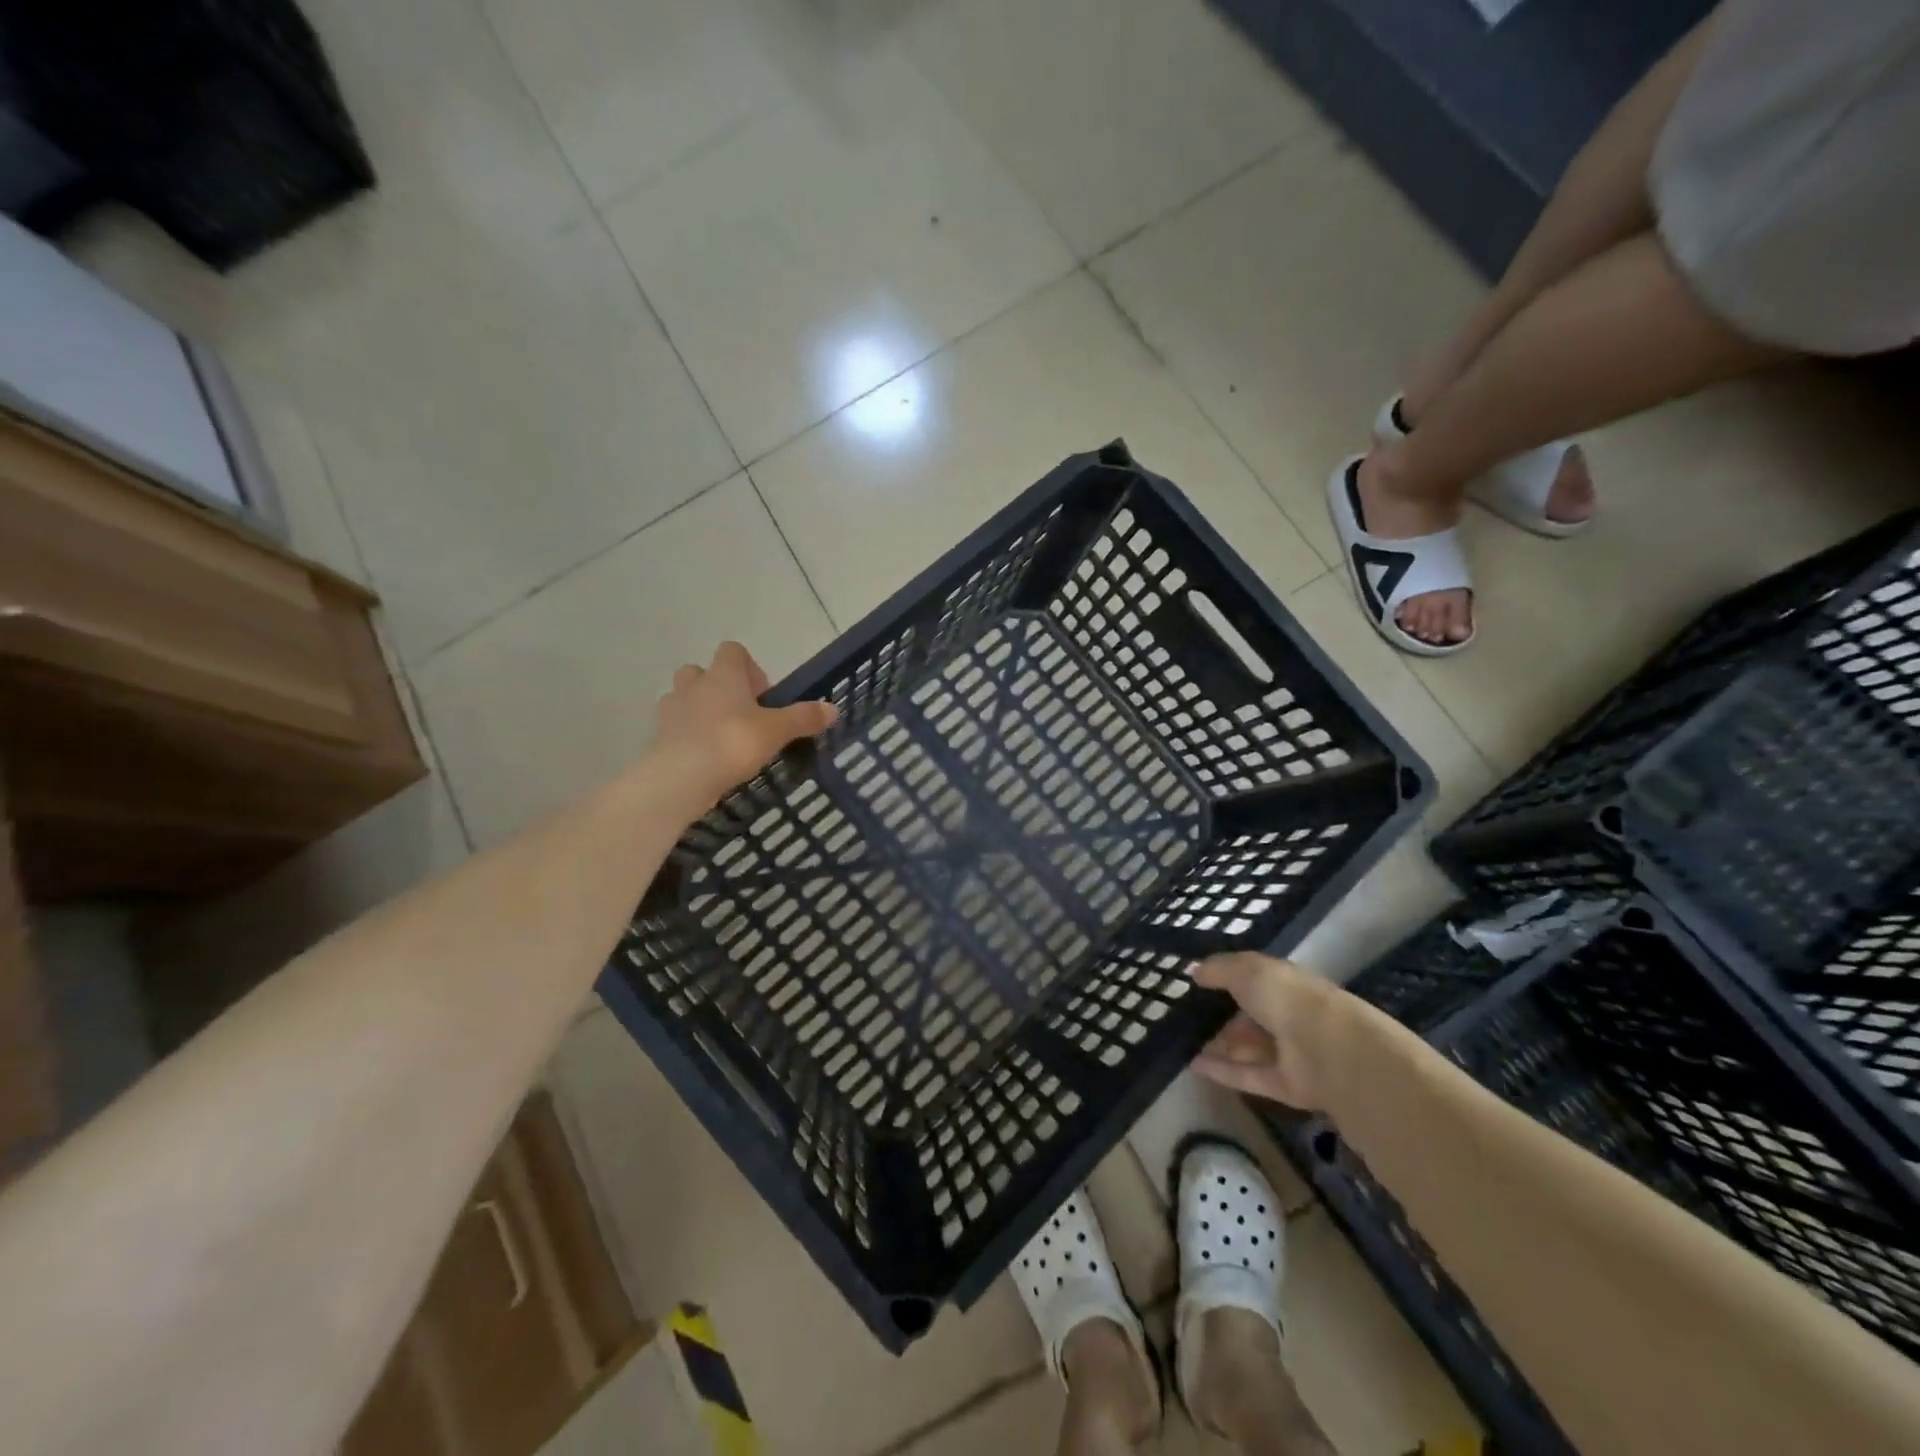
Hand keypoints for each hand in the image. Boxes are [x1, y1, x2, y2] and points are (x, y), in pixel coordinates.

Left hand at [655, 642, 837, 805]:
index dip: (750, 667)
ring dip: (700, 709)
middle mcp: (694, 684)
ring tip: (722, 736)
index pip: (733, 651)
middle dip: (720, 687)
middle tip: (742, 714)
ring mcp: (671, 710)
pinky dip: (688, 736)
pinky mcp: (659, 737)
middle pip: (702, 672)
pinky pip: (675, 727)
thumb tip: (833, 708)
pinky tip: (705, 757)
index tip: (763, 695)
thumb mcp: (777, 731)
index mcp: (724, 675)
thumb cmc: (733, 742)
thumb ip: (803, 718)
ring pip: (684, 698)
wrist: (681, 778)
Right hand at [1190, 953, 1339, 1110]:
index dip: (1225, 982)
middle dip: (1218, 1018)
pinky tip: (1192, 1065)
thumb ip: (1219, 969)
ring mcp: (1288, 1054)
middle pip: (1248, 1018)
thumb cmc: (1286, 998)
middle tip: (1182, 1018)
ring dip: (1217, 1046)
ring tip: (1180, 1042)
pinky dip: (1222, 1071)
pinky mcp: (1285, 1086)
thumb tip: (1195, 972)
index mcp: (1284, 985)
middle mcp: (1288, 1017)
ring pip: (1247, 1049)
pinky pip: (1248, 1076)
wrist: (1326, 1049)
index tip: (1195, 985)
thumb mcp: (1246, 970)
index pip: (1253, 981)